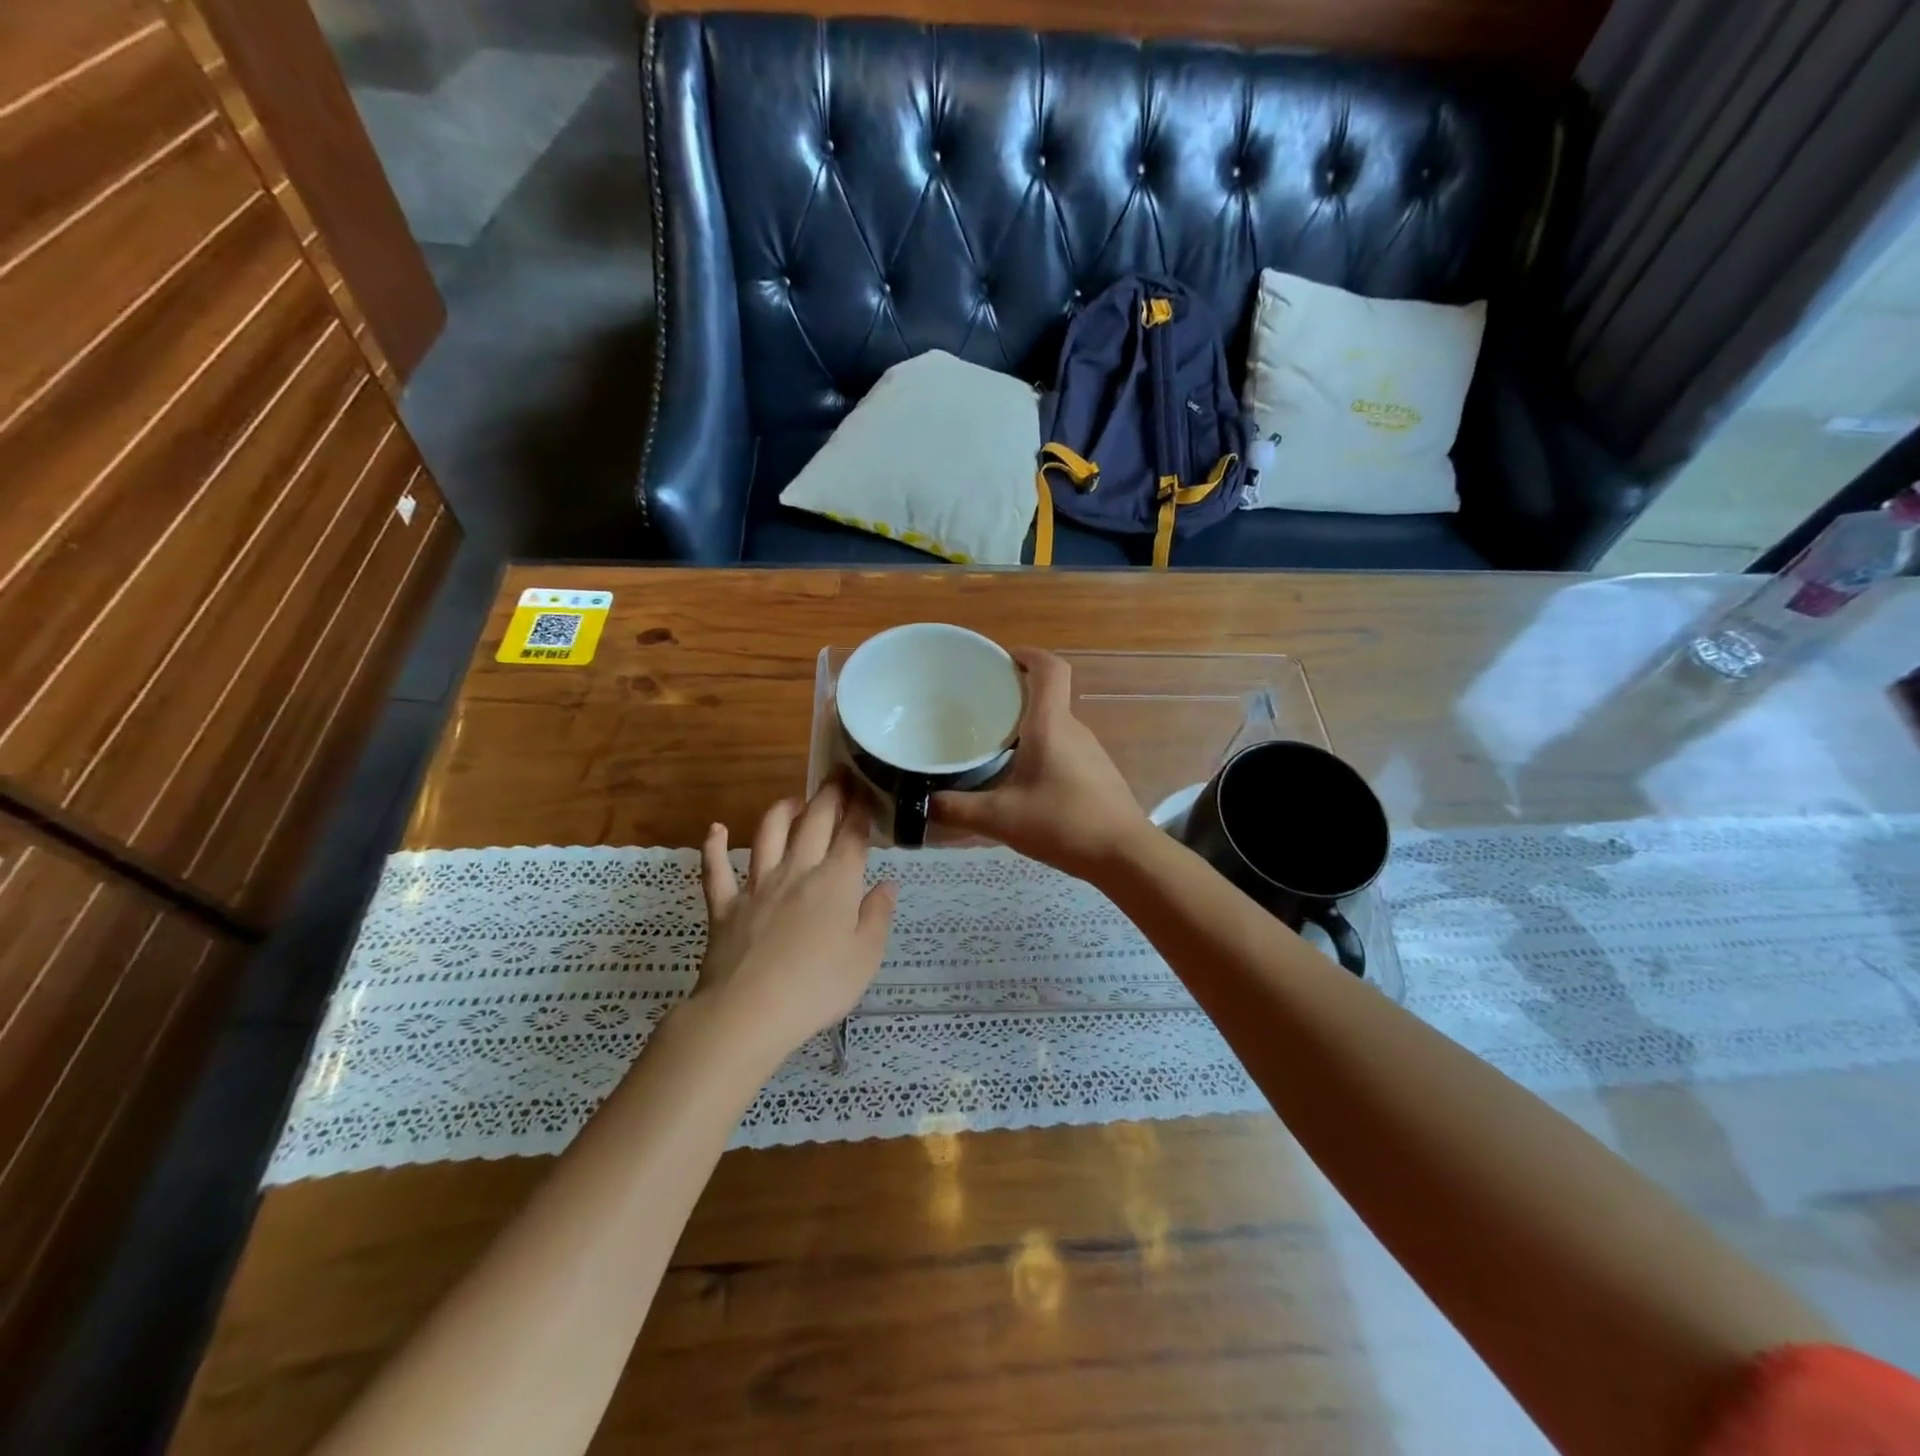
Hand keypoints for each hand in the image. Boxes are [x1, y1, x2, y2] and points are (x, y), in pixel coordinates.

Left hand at [695, 781, 897, 1058]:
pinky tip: (716, 829)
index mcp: (835, 883)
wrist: (748, 1013)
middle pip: (814, 823)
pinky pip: (715, 870)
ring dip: (780, 811)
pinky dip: (714, 847)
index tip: (867, 789)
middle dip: (829, 795)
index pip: (853, 836)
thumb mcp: (865, 958)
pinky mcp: (724, 906)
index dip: (862, 810)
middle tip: (837, 775)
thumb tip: (888, 884)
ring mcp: (756, 886)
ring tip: (792, 800)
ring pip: (767, 834)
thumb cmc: (817, 988)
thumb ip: (877, 916)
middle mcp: (797, 872)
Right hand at [932, 648, 1148, 879]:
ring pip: (1054, 726)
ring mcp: (1089, 752)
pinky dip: (1039, 752)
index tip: (1002, 659)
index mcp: (1051, 725)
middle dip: (1014, 696)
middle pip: (1047, 697)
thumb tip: (922, 804)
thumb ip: (956, 810)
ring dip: (1026, 728)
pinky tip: (1020, 782)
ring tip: (992, 746)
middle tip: (979, 710)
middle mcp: (1073, 730)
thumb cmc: (1063, 824)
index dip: (1028, 655)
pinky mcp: (1095, 774)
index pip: (1049, 669)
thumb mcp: (1000, 819)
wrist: (1124, 855)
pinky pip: (1062, 749)